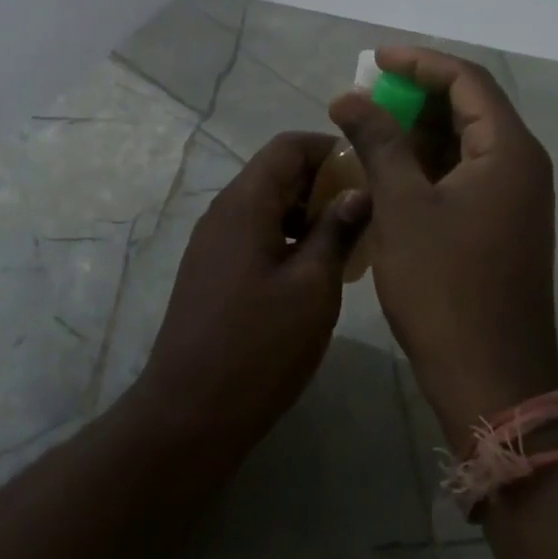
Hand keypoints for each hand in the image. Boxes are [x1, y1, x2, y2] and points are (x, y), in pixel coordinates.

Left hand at [128, 132, 371, 451]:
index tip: (368, 177)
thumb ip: (336, 231)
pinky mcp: (212, 270)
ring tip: (345, 246)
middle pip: (276, 172)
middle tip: (364, 216)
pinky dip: (286, 237)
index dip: (331, 151)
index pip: (288, 146)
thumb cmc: (259, 346)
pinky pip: (254, 233)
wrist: (189, 412)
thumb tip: (360, 191)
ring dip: (306, 213)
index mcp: (245, 204)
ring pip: (266, 205)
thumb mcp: (312, 287)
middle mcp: (223, 212)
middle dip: (323, 184)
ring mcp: (213, 242)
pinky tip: (312, 273)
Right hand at [330, 47, 557, 445]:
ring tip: (369, 129)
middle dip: (416, 95)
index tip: (374, 60)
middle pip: (470, 106)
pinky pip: (465, 173)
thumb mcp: (402, 206)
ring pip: (465, 142)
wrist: (491, 378)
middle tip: (366, 96)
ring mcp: (515, 198)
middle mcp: (521, 165)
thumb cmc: (444, 287)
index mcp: (508, 151)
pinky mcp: (502, 224)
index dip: (419, 62)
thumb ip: (378, 141)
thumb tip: (349, 96)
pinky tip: (390, 171)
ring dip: (419, 130)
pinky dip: (429, 163)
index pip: (467, 79)